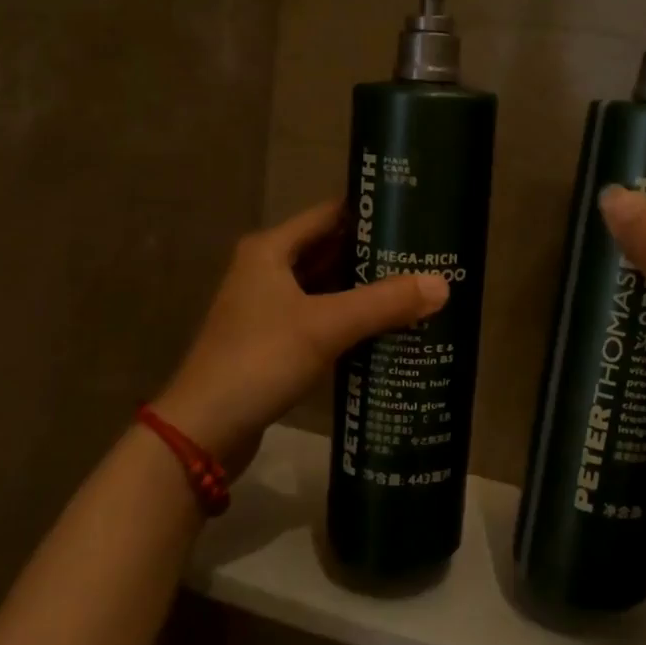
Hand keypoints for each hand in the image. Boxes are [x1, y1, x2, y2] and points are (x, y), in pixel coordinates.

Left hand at [151, 200, 448, 469]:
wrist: (203, 430)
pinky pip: (319, 318)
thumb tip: (442, 284)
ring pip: (325, 287)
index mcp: (271, 250)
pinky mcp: (271, 341)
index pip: (329, 215)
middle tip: (424, 257)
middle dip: (373, 255)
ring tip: (414, 289)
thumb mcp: (326, 326)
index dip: (369, 214)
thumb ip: (384, 303)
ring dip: (362, 290)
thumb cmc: (260, 360)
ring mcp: (267, 308)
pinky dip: (348, 319)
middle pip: (329, 251)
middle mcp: (266, 270)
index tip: (413, 216)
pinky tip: (384, 328)